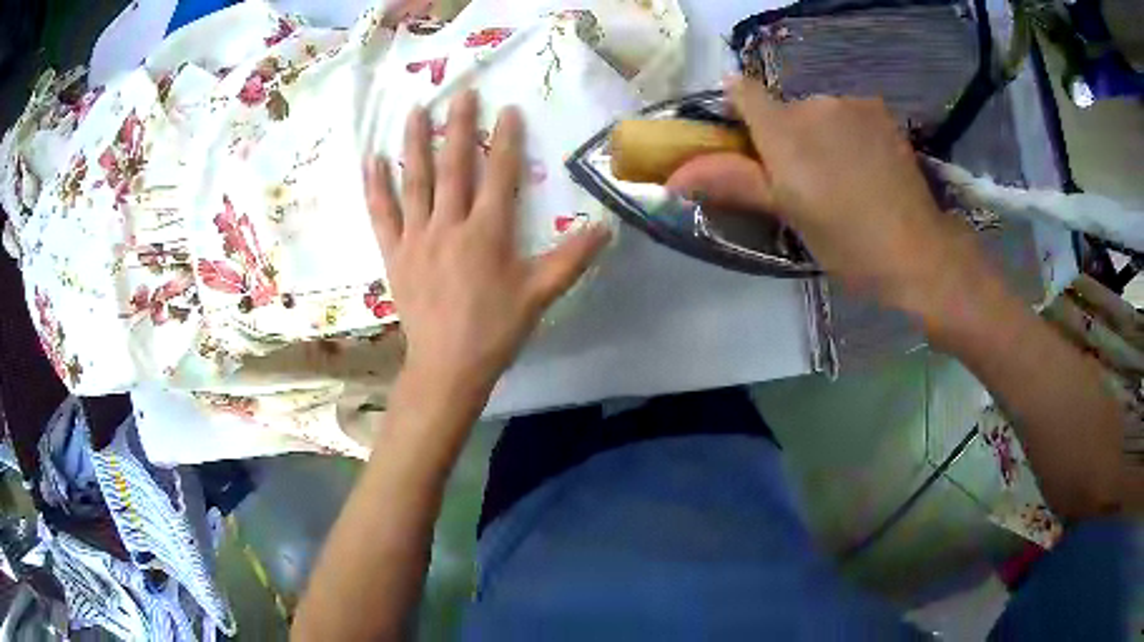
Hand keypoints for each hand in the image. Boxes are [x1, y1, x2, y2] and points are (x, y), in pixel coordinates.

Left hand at [364, 91, 609, 398]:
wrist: (448, 366)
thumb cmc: (496, 330)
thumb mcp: (541, 295)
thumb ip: (572, 258)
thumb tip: (606, 227)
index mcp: (487, 232)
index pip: (499, 174)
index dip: (505, 139)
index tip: (507, 109)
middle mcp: (449, 224)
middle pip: (454, 166)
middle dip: (459, 126)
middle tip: (460, 92)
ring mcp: (417, 237)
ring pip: (415, 181)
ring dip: (415, 142)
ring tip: (415, 111)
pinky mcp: (394, 253)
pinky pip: (382, 214)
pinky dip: (375, 186)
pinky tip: (371, 161)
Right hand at [668, 78, 989, 318]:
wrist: (918, 251)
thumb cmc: (847, 242)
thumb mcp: (788, 216)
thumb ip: (733, 182)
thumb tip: (671, 179)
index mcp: (784, 132)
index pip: (744, 92)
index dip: (738, 107)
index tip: (747, 136)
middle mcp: (813, 104)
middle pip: (784, 108)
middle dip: (787, 135)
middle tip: (808, 180)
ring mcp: (851, 103)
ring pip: (818, 111)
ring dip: (821, 133)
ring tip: (845, 176)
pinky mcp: (878, 109)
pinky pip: (848, 112)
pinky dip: (849, 131)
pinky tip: (868, 163)